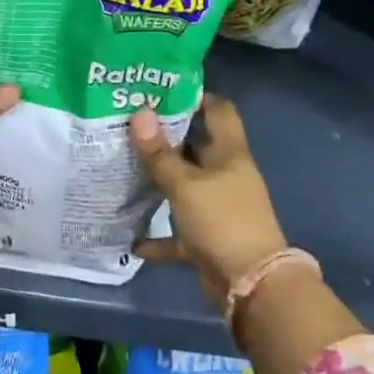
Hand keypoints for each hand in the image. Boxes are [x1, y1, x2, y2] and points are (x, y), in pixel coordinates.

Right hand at [129, 96, 287, 309]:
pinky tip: (131, 237)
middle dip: (166, 137)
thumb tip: (140, 113)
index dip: (195, 95)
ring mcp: (218, 206)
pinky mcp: (208, 237)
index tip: (160, 90)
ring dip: (160, 182)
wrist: (251, 283)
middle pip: (196, 146)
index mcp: (229, 153)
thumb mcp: (186, 184)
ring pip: (185, 186)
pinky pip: (179, 232)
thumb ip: (160, 154)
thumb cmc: (222, 220)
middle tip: (128, 124)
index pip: (218, 110)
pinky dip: (159, 236)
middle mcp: (226, 174)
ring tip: (122, 167)